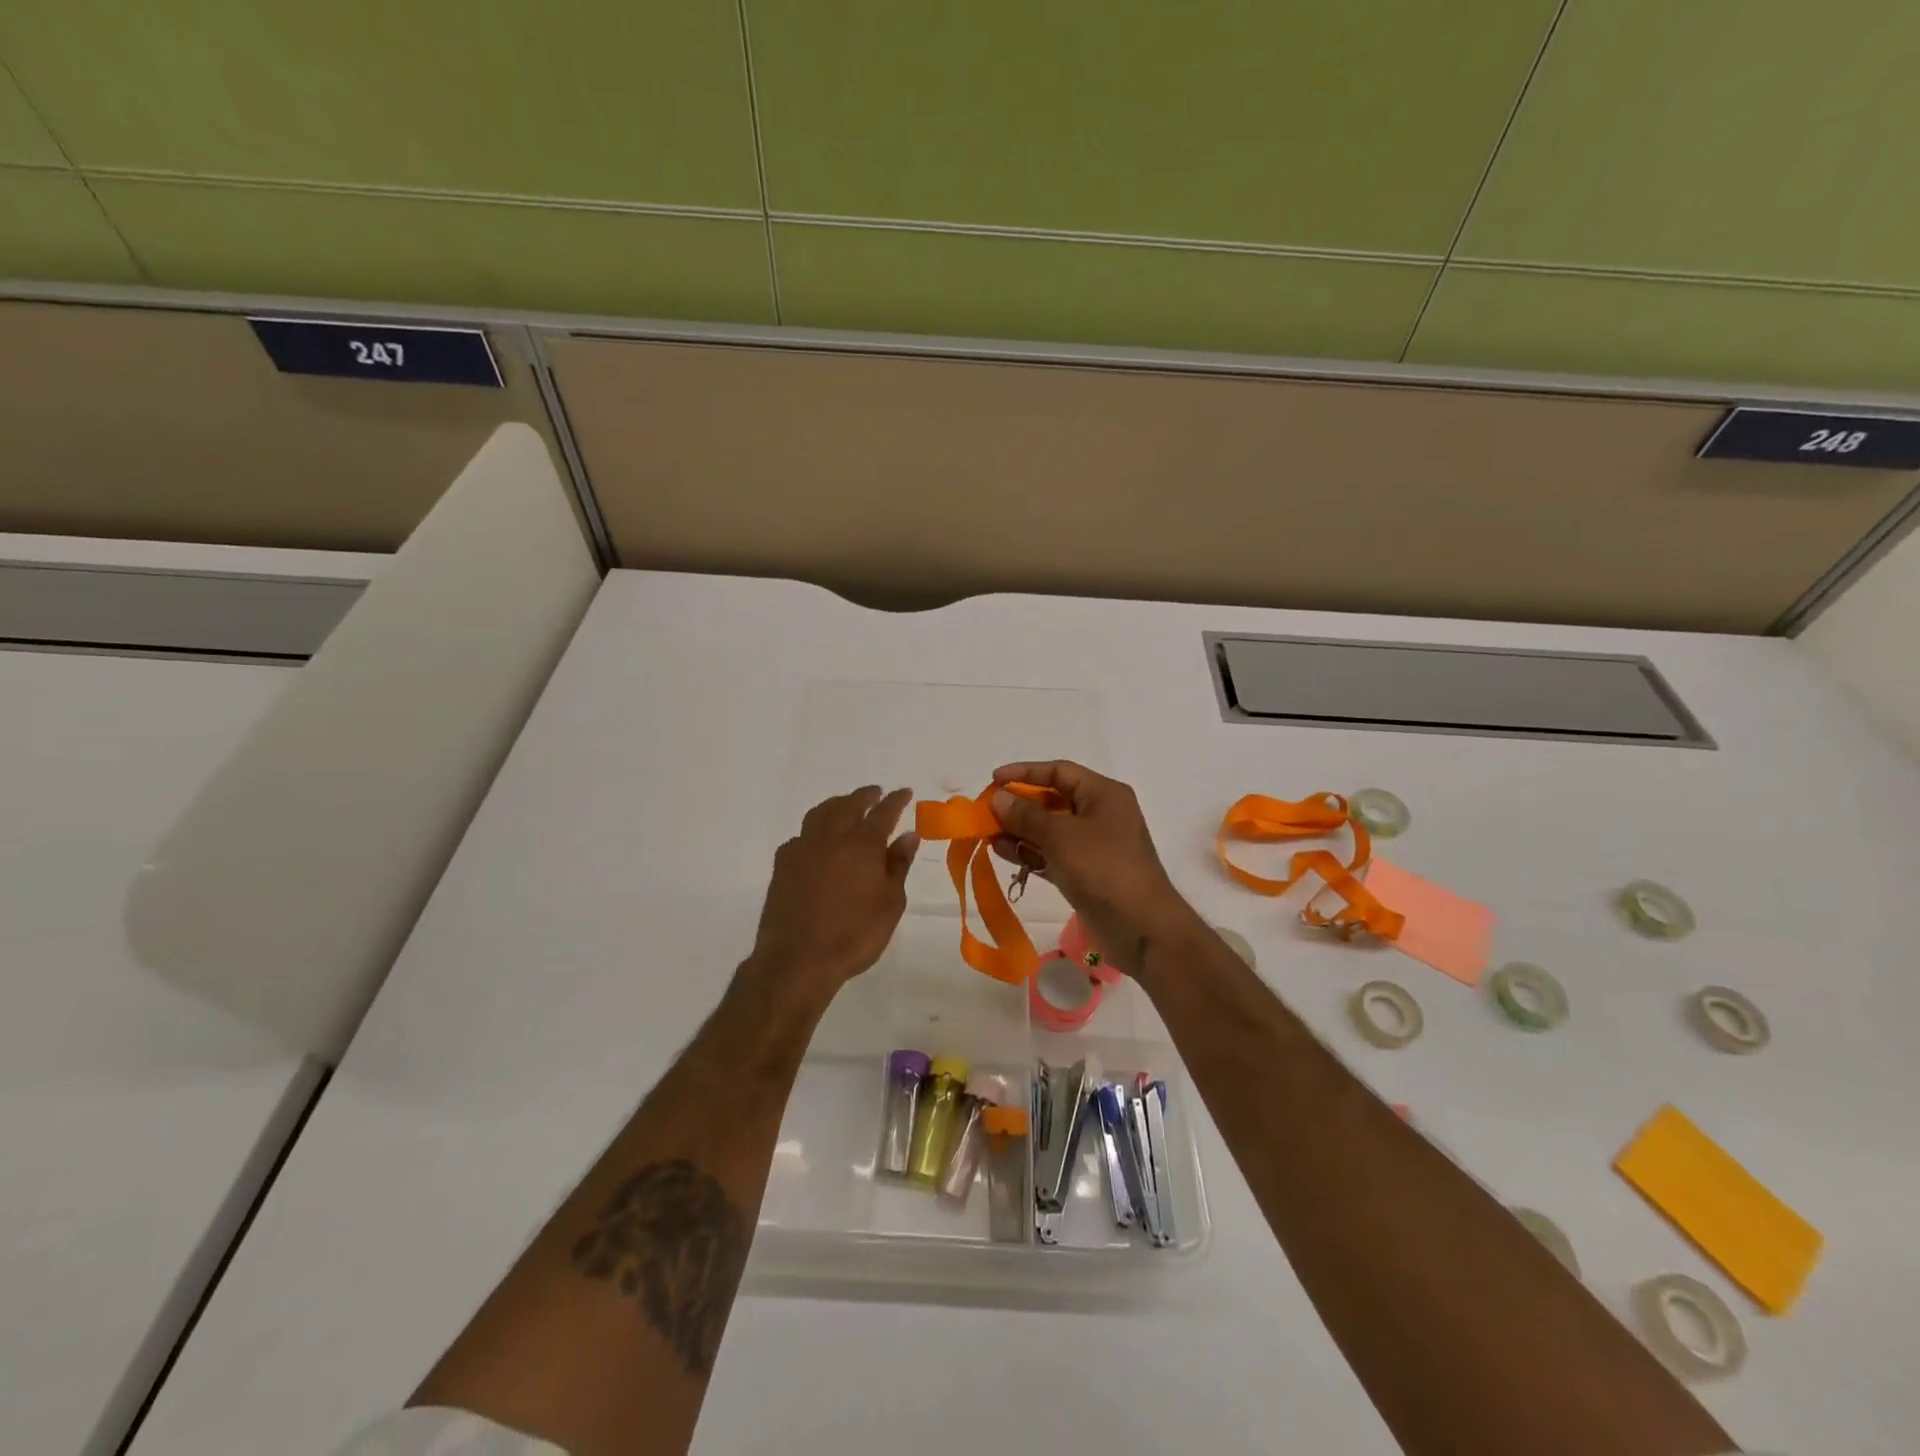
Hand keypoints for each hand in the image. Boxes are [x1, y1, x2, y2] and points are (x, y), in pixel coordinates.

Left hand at [747, 786, 918, 995]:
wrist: (798, 959)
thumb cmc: (854, 935)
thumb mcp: (890, 903)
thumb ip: (898, 865)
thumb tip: (908, 835)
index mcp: (863, 843)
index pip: (884, 812)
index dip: (896, 800)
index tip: (905, 792)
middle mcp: (832, 837)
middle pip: (849, 805)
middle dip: (865, 796)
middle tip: (876, 792)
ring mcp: (803, 848)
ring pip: (821, 813)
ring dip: (837, 804)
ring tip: (846, 805)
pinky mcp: (783, 864)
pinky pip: (801, 835)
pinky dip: (814, 830)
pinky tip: (817, 841)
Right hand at [988, 762, 1198, 975]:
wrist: (1142, 928)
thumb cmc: (1104, 869)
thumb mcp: (1062, 836)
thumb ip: (1026, 815)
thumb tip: (999, 798)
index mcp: (1104, 794)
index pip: (1059, 771)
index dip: (1025, 772)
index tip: (994, 779)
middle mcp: (1099, 814)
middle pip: (1052, 799)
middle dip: (1018, 805)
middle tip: (985, 812)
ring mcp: (1092, 846)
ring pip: (1049, 829)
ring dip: (1019, 830)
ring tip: (987, 834)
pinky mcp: (1084, 873)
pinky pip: (1051, 854)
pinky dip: (1029, 852)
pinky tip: (1001, 852)